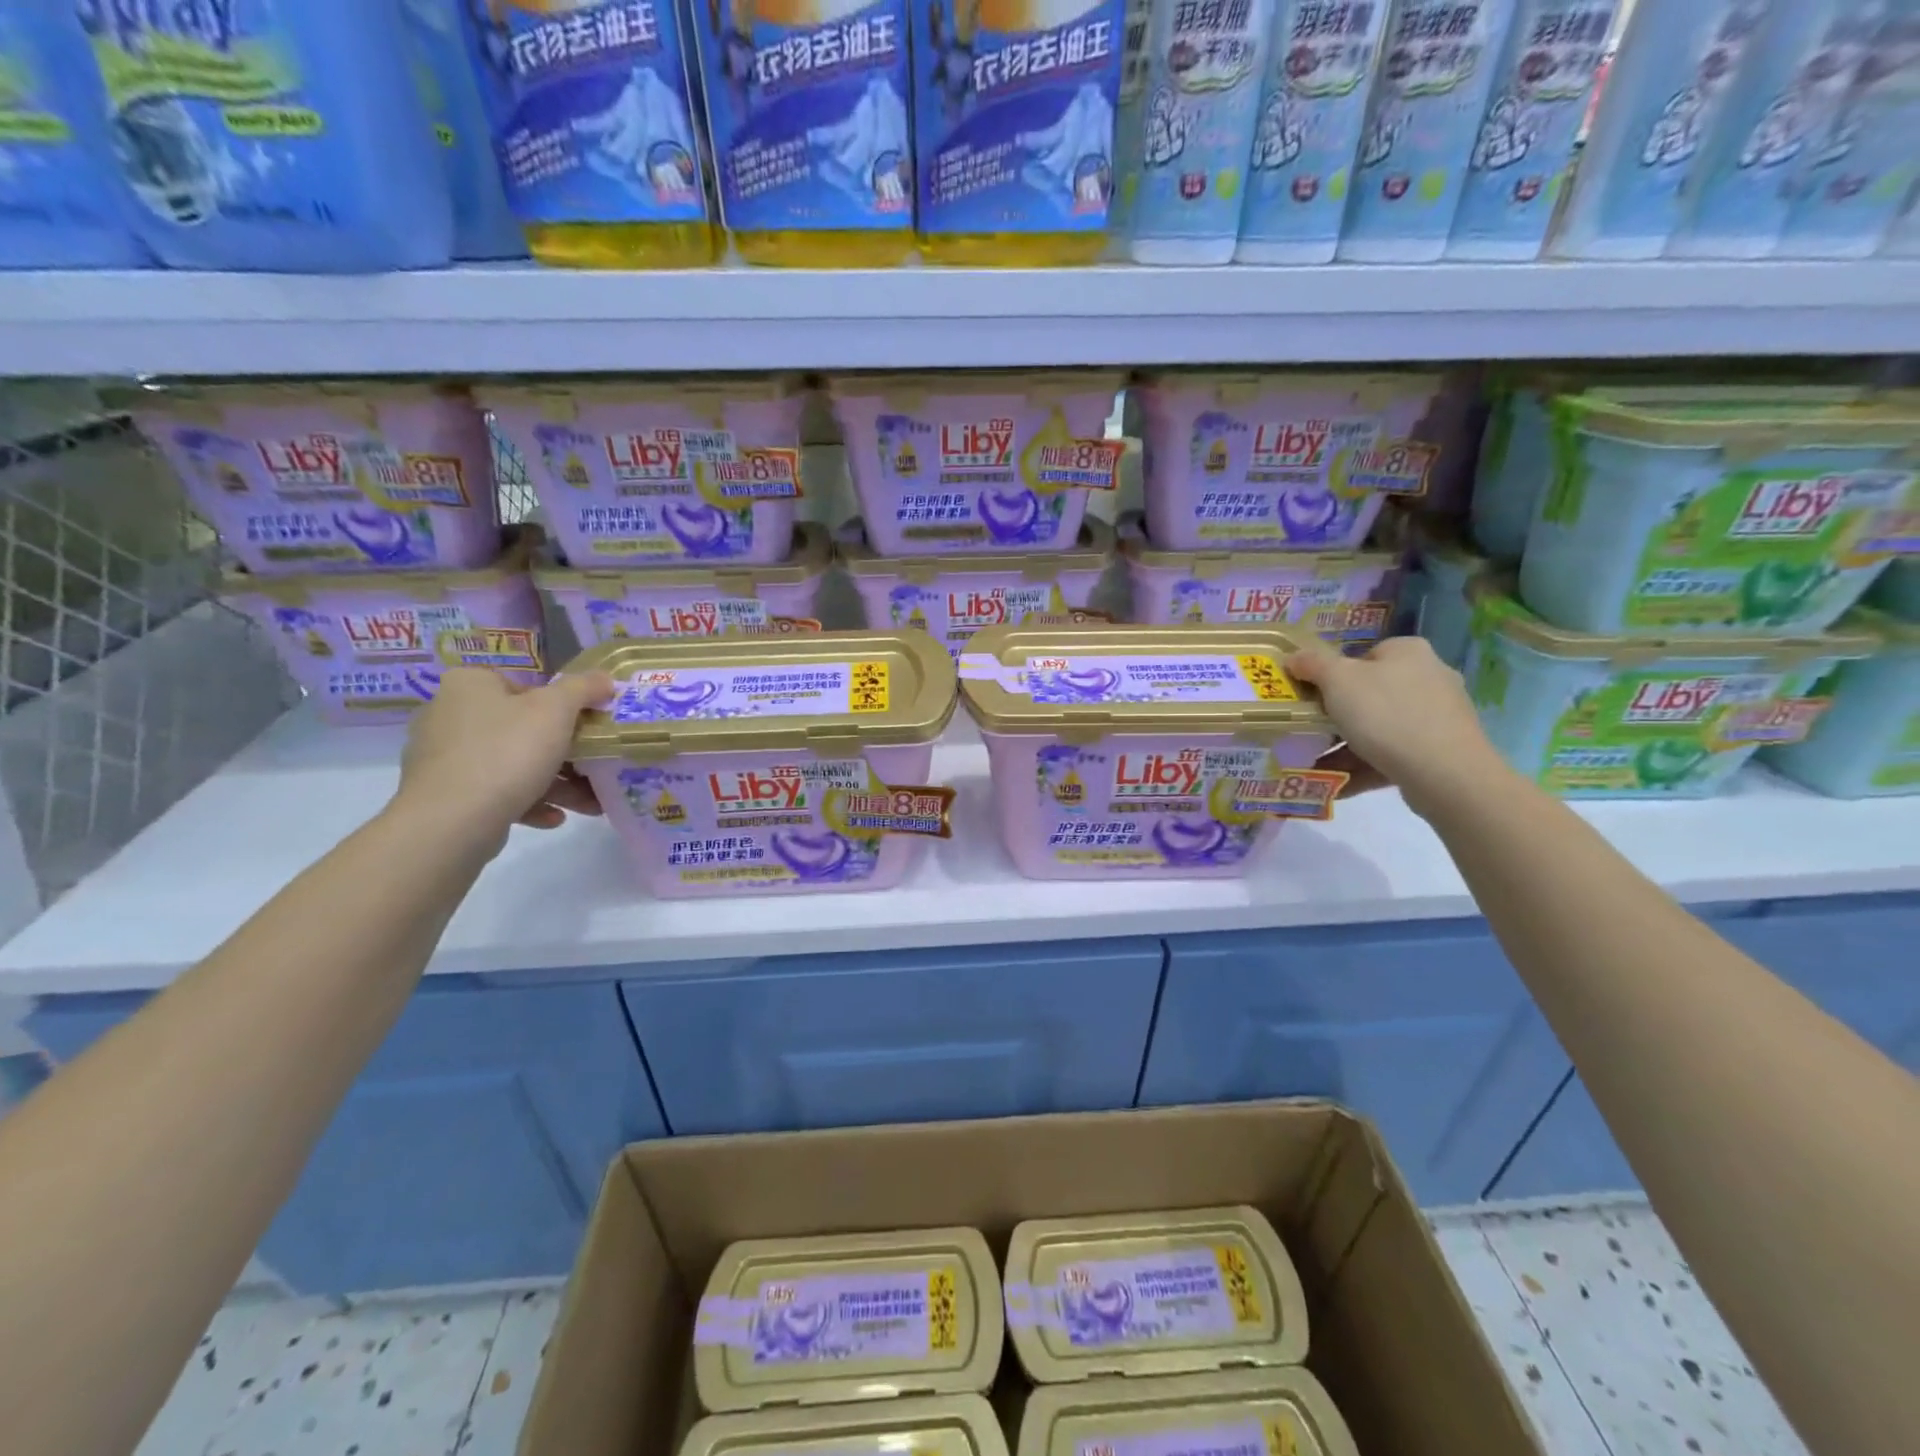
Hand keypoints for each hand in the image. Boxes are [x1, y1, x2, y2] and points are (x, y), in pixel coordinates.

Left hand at [394, 668, 615, 845]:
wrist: (452, 821)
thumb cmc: (507, 751)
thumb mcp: (556, 710)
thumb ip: (583, 688)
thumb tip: (605, 678)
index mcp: (470, 684)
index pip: (526, 686)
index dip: (564, 706)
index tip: (589, 728)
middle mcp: (449, 714)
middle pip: (523, 728)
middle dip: (566, 753)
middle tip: (595, 768)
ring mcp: (444, 757)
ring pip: (513, 763)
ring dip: (556, 783)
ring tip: (588, 803)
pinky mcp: (445, 794)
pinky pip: (496, 791)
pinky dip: (528, 801)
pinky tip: (554, 818)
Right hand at [1286, 636, 1511, 817]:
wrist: (1444, 773)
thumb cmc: (1386, 714)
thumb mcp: (1337, 680)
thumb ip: (1312, 664)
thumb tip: (1294, 657)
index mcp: (1408, 651)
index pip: (1364, 656)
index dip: (1334, 676)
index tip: (1315, 698)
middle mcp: (1430, 676)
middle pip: (1371, 693)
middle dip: (1338, 715)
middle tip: (1311, 732)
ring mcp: (1439, 715)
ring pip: (1381, 727)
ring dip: (1346, 746)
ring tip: (1316, 764)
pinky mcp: (1443, 750)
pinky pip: (1394, 754)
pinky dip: (1366, 766)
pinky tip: (1338, 784)